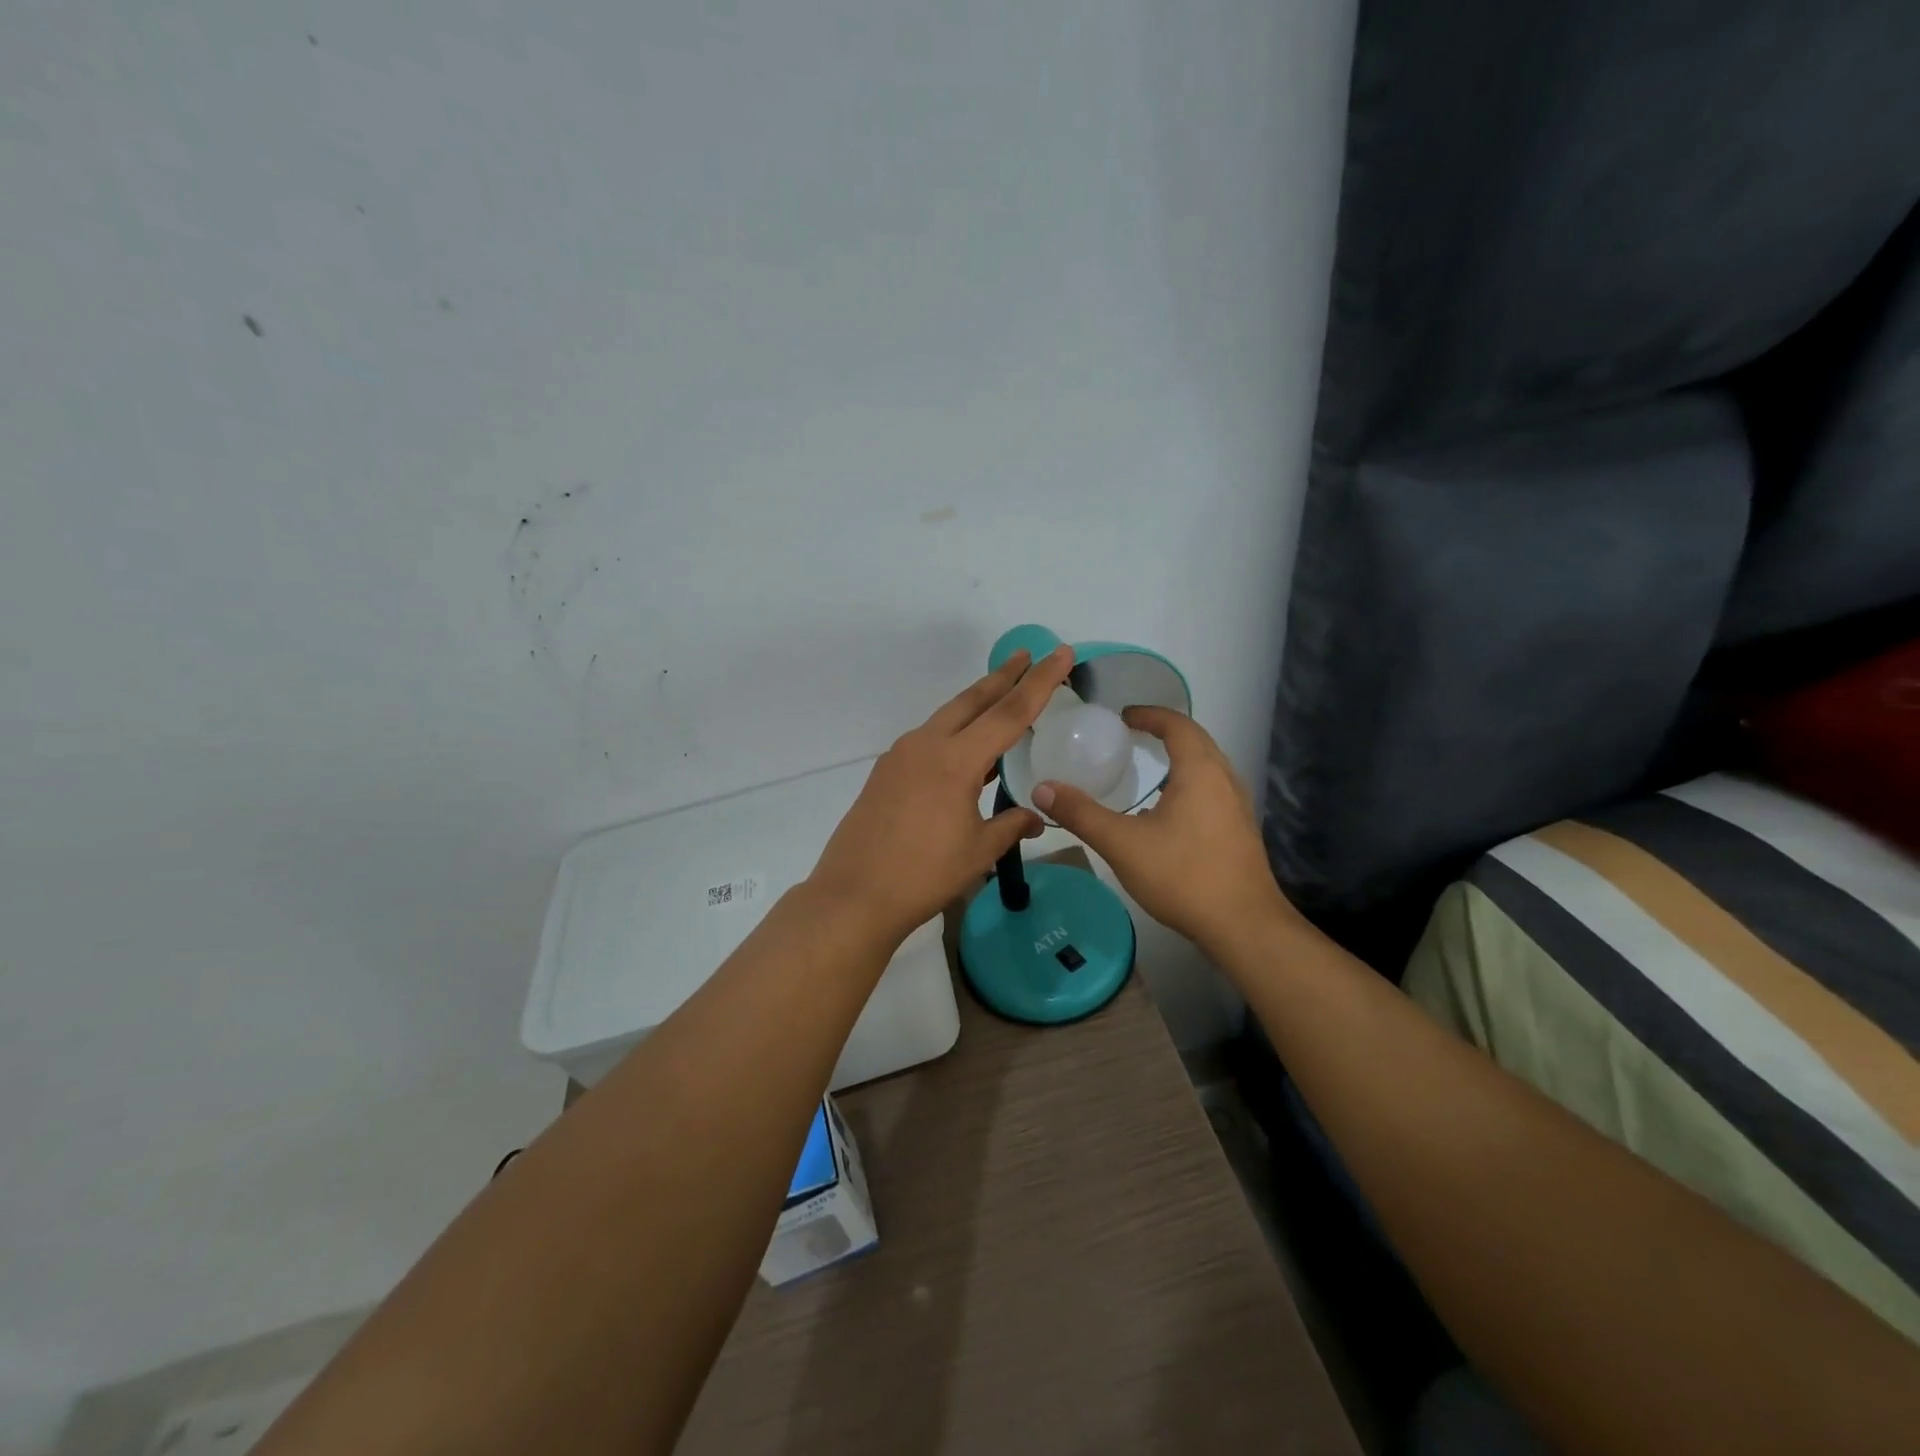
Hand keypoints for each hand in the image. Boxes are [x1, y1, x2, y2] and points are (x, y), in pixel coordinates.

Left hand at [808, 645, 1075, 945]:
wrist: (854, 895)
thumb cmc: (924, 875)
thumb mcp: (978, 851)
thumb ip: (1011, 826)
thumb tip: (1034, 817)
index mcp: (956, 760)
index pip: (1009, 712)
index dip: (1040, 682)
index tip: (1059, 654)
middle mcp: (926, 745)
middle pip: (972, 700)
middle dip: (1003, 677)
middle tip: (1027, 656)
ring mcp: (900, 756)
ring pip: (947, 718)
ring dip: (976, 704)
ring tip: (1001, 697)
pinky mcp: (885, 772)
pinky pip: (928, 741)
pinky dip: (953, 734)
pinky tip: (964, 753)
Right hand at [1032, 707, 1293, 953]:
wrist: (1243, 926)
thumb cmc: (1183, 876)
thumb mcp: (1122, 843)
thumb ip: (1081, 814)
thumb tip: (1042, 789)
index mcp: (1200, 772)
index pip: (1177, 725)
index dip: (1149, 715)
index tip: (1123, 716)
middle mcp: (1224, 780)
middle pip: (1197, 740)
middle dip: (1165, 731)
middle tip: (1132, 734)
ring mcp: (1238, 807)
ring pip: (1209, 766)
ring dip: (1181, 756)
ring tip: (1150, 765)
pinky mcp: (1240, 831)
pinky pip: (1213, 789)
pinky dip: (1190, 782)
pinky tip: (1169, 810)